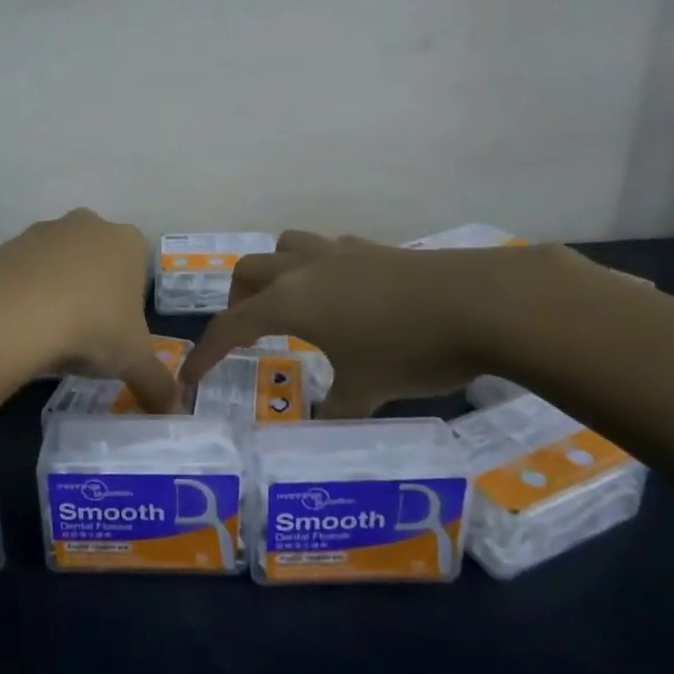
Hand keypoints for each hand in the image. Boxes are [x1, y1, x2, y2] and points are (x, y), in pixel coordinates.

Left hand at [0, 209, 181, 413]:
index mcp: (127, 242)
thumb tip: (175, 411)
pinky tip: (18, 327)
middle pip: (95, 263)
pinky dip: (21, 297)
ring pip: (56, 266)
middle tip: (83, 337)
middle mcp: (87, 225)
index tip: (114, 335)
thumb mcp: (133, 362)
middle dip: (92, 295)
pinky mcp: (5, 245)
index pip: (137, 271)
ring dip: (55, 294)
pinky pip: (20, 275)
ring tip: (48, 336)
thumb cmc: (92, 327)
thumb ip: (158, 385)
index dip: (128, 306)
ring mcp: (43, 231)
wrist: (14, 314)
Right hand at [182, 230, 577, 417]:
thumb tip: (318, 426)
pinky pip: (327, 250)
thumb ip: (335, 411)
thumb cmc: (410, 349)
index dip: (205, 353)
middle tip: (249, 334)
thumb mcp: (367, 391)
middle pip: (249, 271)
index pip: (230, 326)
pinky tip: (343, 295)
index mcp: (289, 302)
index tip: (190, 377)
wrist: (482, 302)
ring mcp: (340, 253)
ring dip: (275, 273)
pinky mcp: (374, 249)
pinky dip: (317, 269)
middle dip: (237, 302)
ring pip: (285, 247)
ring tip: (291, 304)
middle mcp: (304, 269)